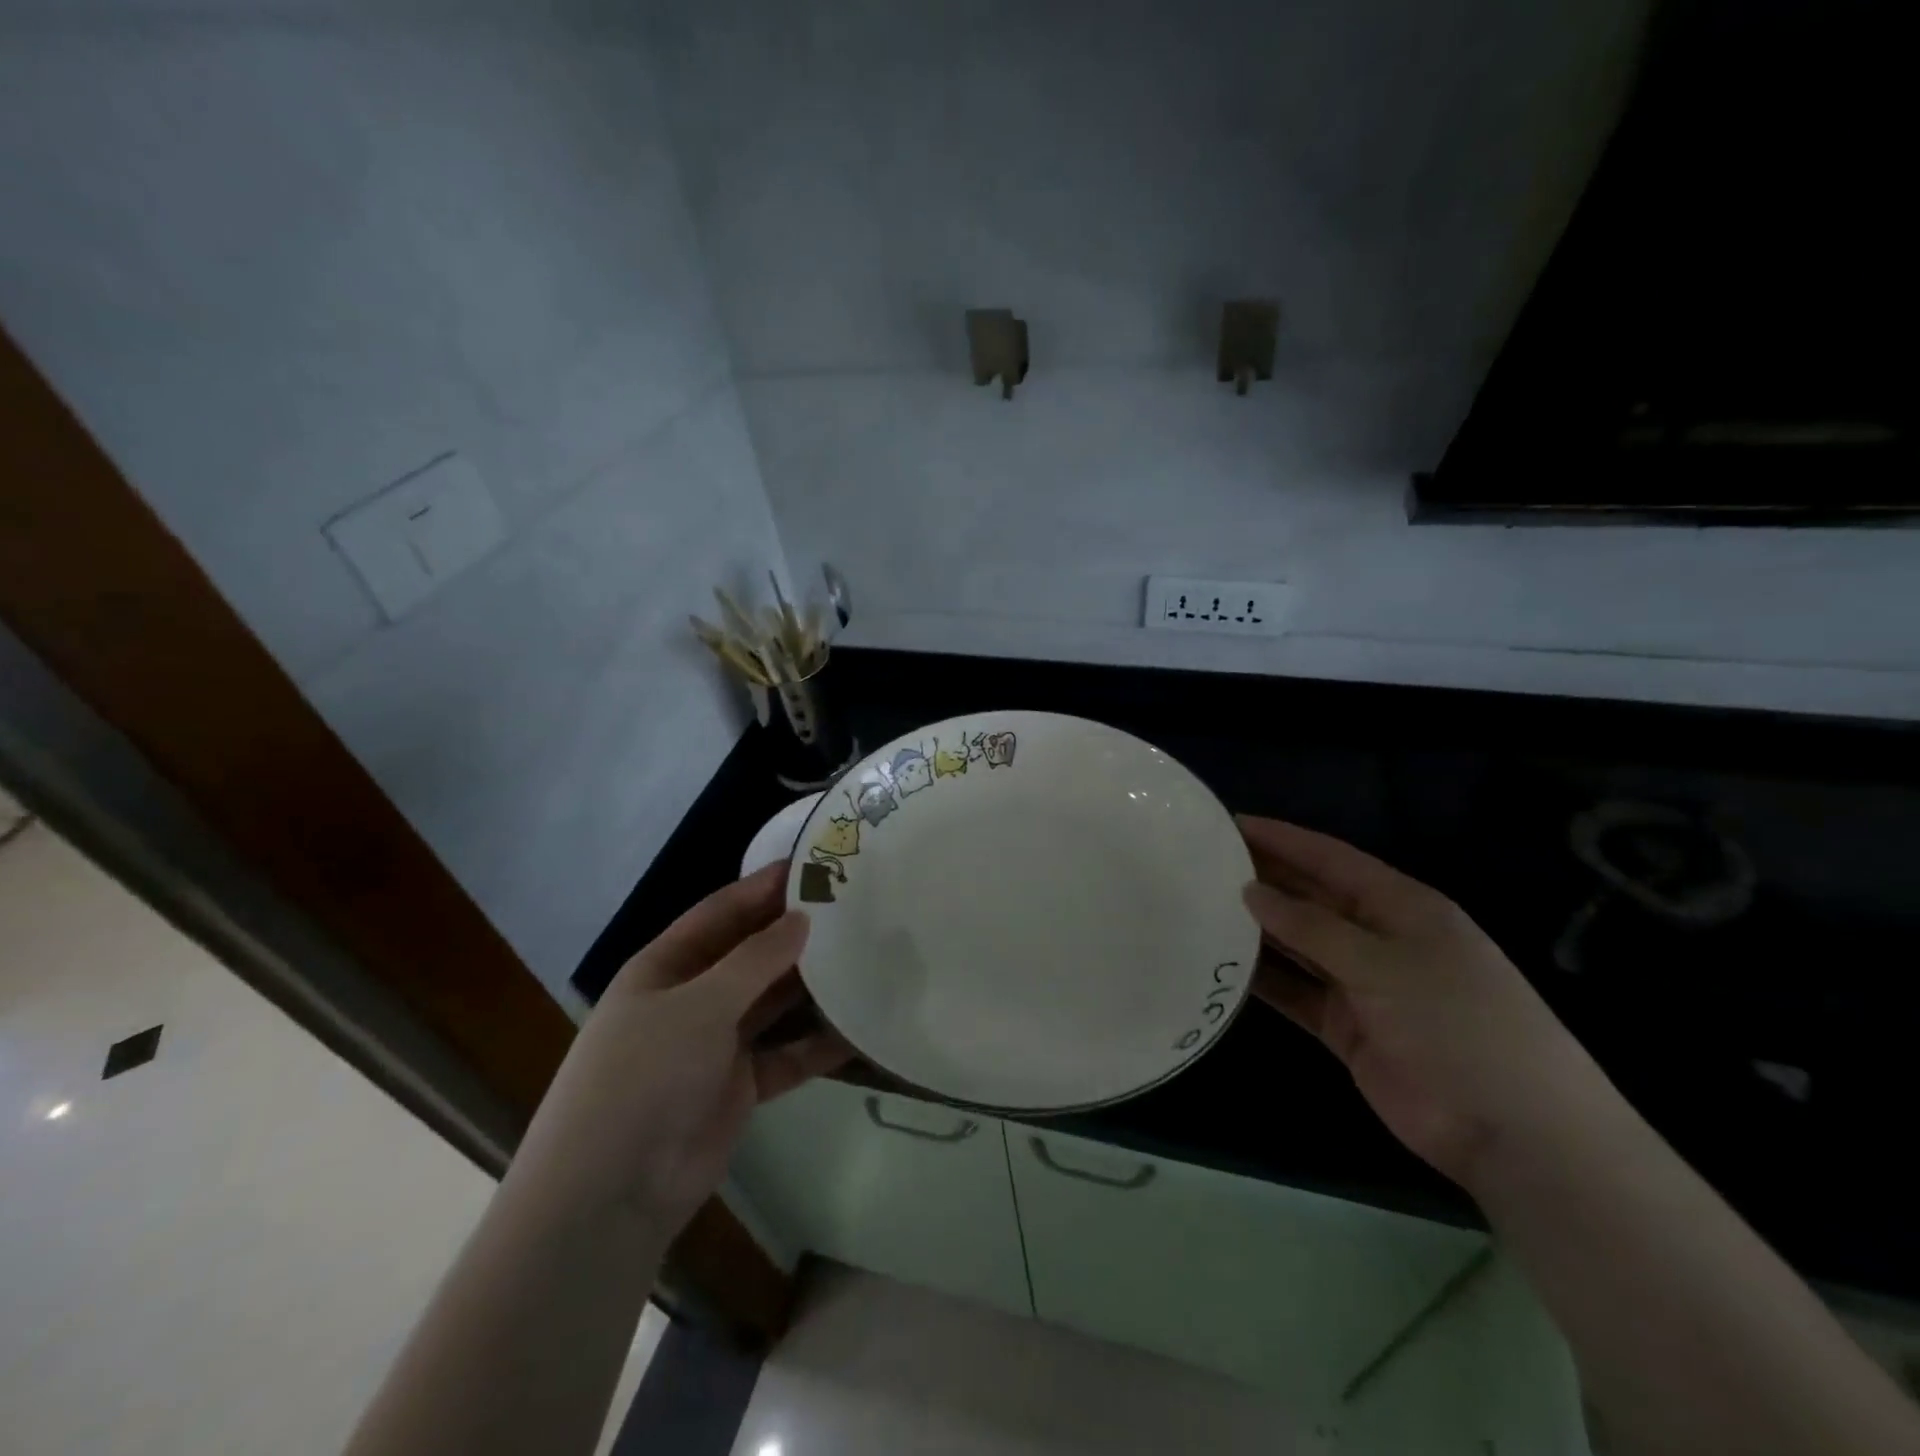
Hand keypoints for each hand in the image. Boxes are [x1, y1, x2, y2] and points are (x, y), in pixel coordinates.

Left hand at [504, 862, 851, 1239]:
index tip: (814, 864)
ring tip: (866, 957)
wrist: (611, 1195)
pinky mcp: (740, 1085)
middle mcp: (692, 998)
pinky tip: (861, 1028)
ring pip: (773, 1002)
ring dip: (812, 985)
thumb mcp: (699, 1005)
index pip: (721, 912)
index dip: (764, 887)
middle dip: (795, 933)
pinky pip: (787, 1054)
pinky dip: (818, 1044)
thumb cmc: (644, 1076)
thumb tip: (802, 918)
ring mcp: (716, 1043)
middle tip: (854, 908)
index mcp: (666, 967)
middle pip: (751, 954)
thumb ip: (755, 960)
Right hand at [1239, 815, 1619, 1191]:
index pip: (1329, 859)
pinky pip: (1296, 992)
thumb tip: (1251, 891)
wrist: (1513, 1132)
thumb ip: (1312, 926)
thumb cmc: (1458, 1024)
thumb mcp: (1384, 964)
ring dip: (1257, 928)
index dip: (1281, 838)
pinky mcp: (1347, 1027)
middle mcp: (1377, 937)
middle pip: (1310, 898)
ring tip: (1201, 907)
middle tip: (1201, 864)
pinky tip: (1223, 965)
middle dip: (1262, 879)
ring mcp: (1362, 984)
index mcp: (1400, 906)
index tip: (1229, 823)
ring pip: (1298, 944)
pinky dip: (1264, 980)